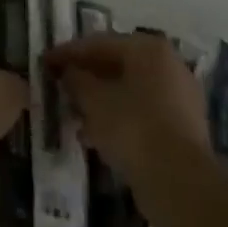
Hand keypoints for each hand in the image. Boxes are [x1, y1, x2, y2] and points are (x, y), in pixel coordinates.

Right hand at [44, 33, 210, 186]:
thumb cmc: (132, 127)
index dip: (67, 53)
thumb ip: (75, 79)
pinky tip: (96, 136)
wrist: (180, 182)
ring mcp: (179, 97)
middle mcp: (168, 65)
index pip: (98, 43)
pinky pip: (141, 113)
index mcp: (148, 49)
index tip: (45, 63)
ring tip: (73, 116)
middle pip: (116, 65)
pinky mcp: (182, 128)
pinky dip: (118, 119)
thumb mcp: (92, 99)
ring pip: (129, 91)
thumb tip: (68, 72)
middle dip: (86, 77)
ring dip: (100, 101)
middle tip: (59, 88)